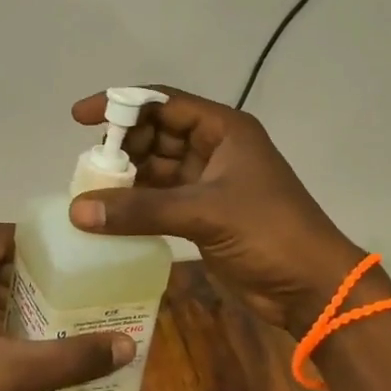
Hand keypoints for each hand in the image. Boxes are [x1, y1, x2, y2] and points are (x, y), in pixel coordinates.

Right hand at [69, 87, 367, 334]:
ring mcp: (208, 181)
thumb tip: (77, 211)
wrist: (312, 288)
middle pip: (156, 133)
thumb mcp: (205, 212)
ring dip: (126, 176)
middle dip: (121, 144)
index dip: (120, 104)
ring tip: (88, 187)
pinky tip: (108, 212)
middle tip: (86, 162)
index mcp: (223, 129)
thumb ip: (141, 209)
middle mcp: (214, 147)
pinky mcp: (203, 213)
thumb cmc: (268, 232)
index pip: (162, 103)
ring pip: (156, 167)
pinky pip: (160, 198)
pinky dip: (136, 203)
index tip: (80, 117)